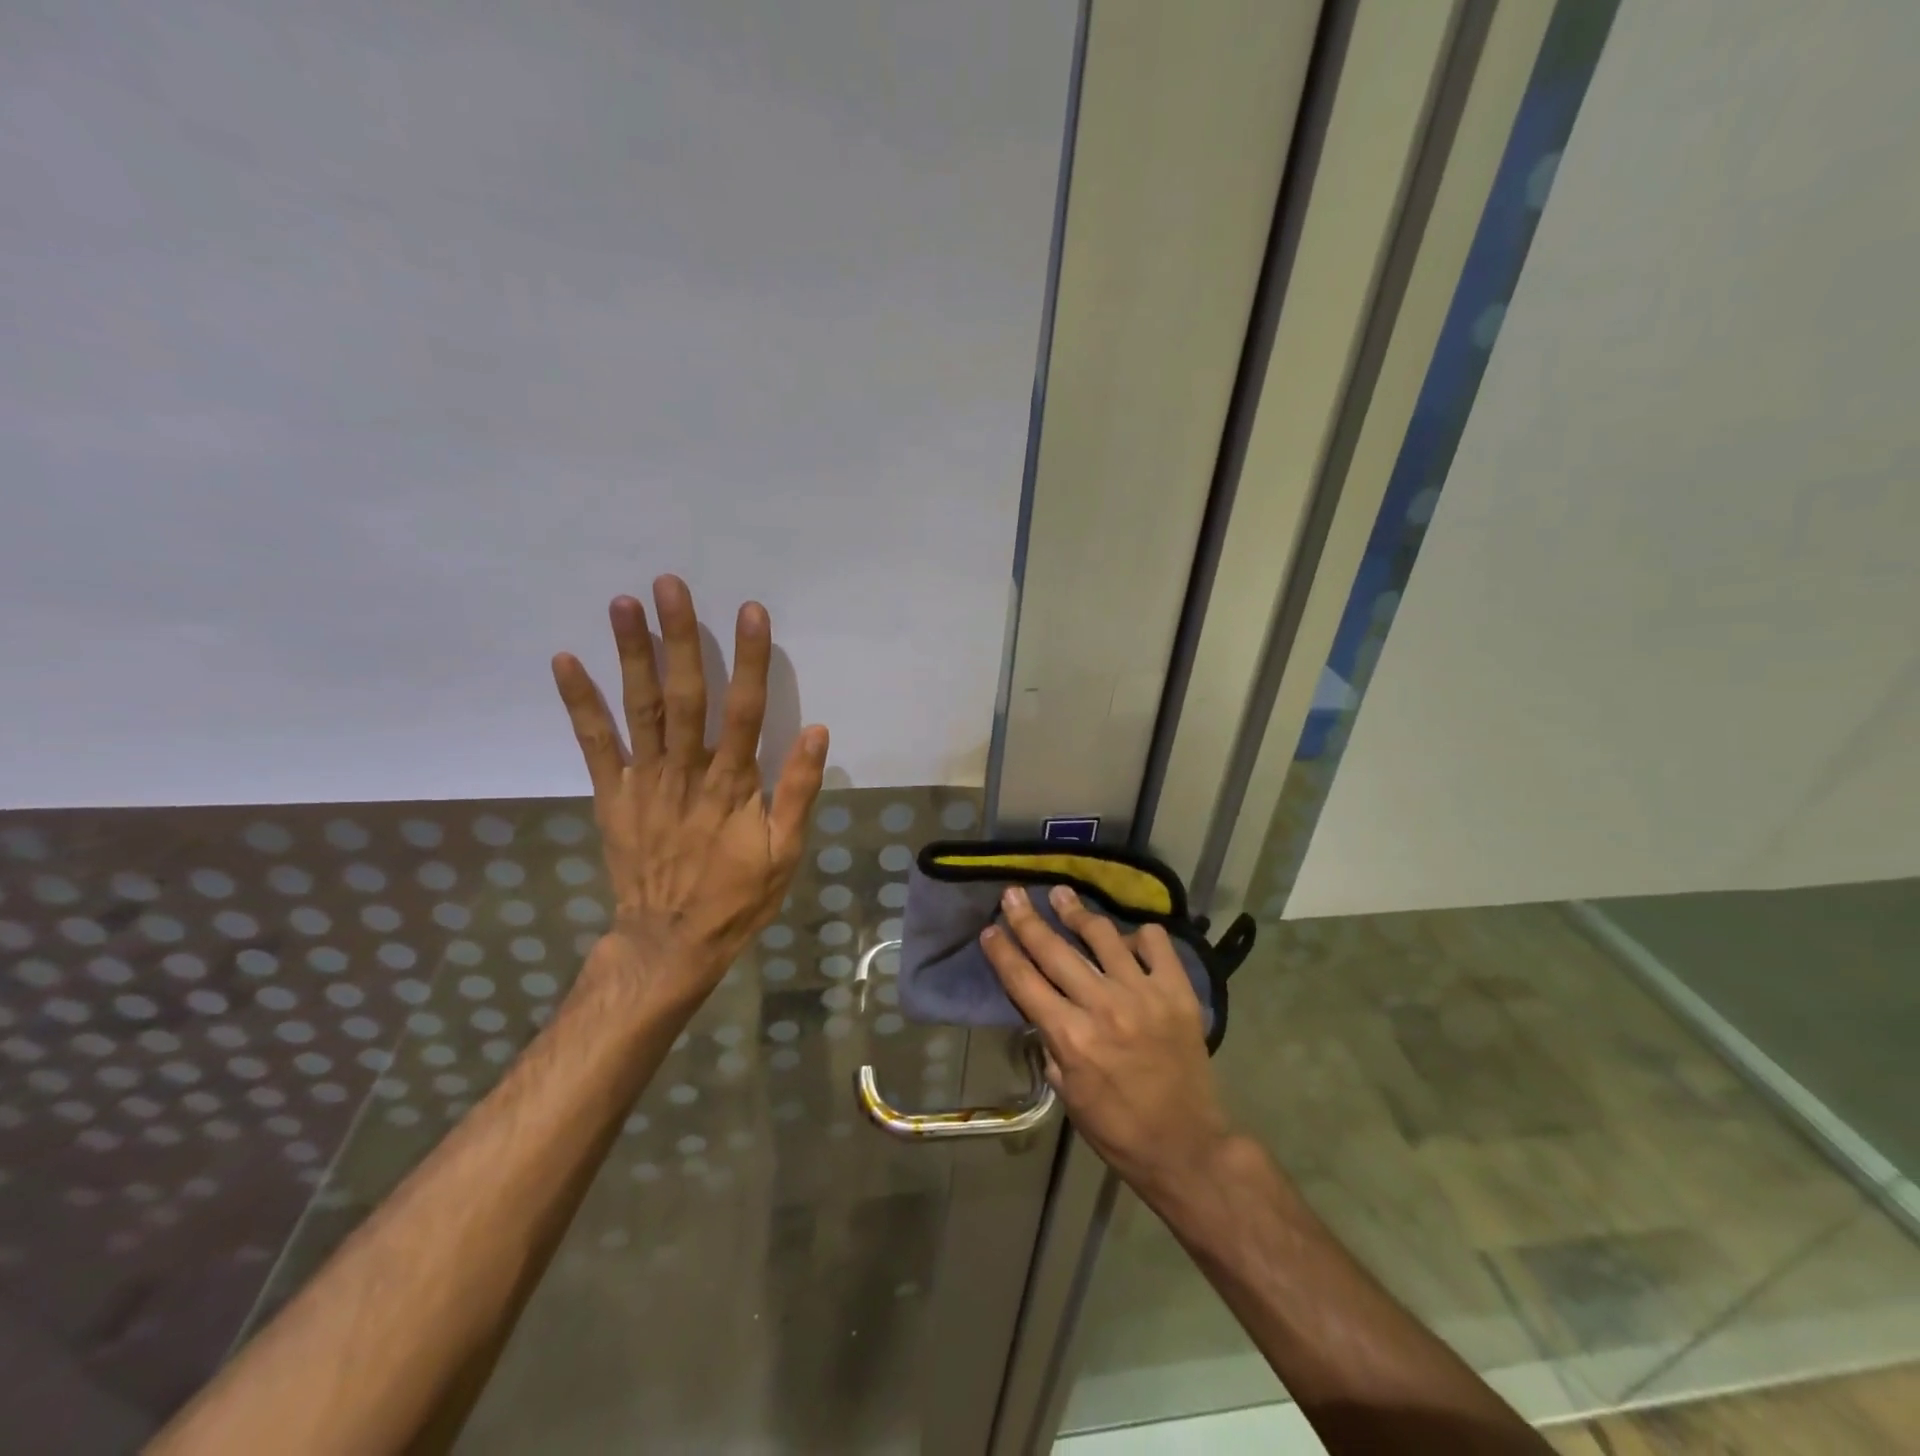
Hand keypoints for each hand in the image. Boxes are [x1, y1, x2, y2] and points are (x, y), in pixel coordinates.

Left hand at [551, 576, 827, 1009]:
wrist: (670, 943)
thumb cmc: (737, 897)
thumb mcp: (786, 853)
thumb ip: (799, 791)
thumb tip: (816, 731)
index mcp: (733, 784)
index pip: (745, 709)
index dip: (749, 659)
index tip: (749, 612)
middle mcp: (687, 772)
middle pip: (685, 695)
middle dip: (679, 638)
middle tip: (669, 585)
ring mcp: (645, 781)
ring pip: (639, 708)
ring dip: (631, 654)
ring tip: (623, 604)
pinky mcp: (613, 795)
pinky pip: (595, 744)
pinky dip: (579, 703)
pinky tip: (566, 661)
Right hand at [980, 885, 1233, 1204]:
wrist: (1187, 1147)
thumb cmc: (1118, 1128)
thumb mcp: (1066, 1093)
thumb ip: (1052, 1044)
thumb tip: (1043, 1008)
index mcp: (1070, 1037)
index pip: (1024, 981)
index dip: (1003, 952)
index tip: (990, 929)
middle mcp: (1103, 1007)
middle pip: (1054, 950)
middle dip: (1027, 918)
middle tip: (1013, 893)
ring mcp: (1143, 994)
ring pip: (1102, 935)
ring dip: (1076, 912)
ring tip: (1062, 894)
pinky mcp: (1177, 992)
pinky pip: (1156, 943)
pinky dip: (1138, 935)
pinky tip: (1127, 937)